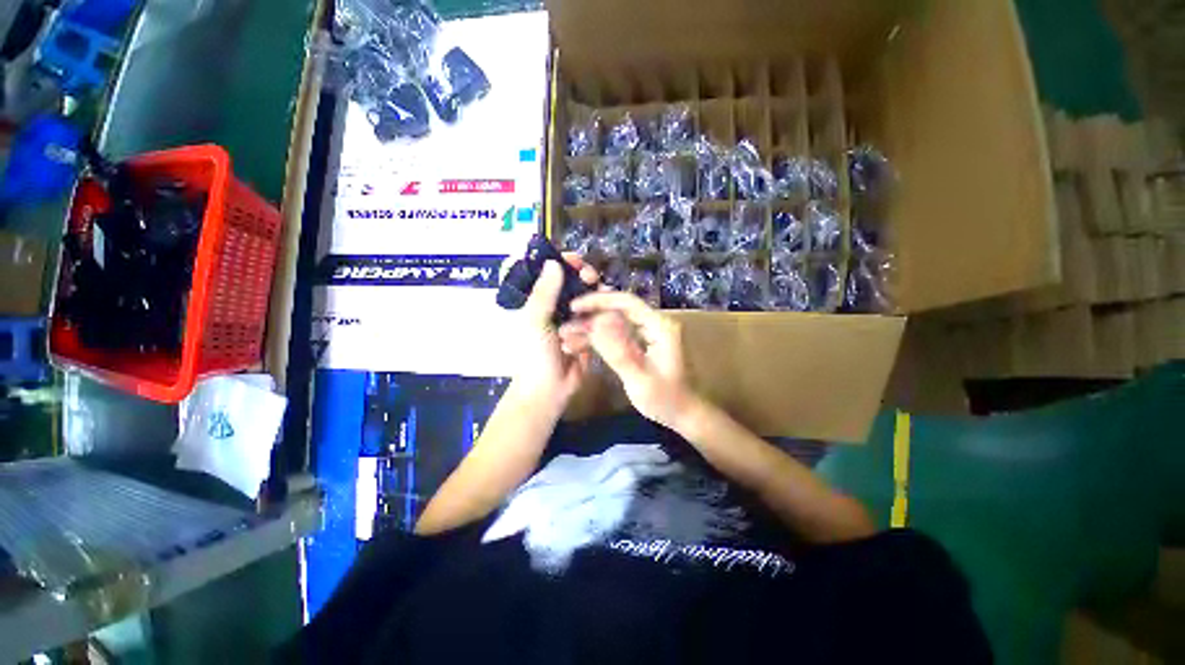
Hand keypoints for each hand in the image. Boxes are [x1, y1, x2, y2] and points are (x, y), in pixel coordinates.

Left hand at [510, 253, 600, 411]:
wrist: (548, 390)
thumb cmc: (535, 354)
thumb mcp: (535, 321)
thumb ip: (544, 292)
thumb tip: (553, 261)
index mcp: (541, 301)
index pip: (553, 274)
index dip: (564, 264)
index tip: (577, 261)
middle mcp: (559, 307)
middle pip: (575, 283)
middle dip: (584, 277)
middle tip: (591, 278)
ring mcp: (576, 320)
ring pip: (590, 299)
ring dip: (596, 294)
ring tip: (602, 293)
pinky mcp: (590, 333)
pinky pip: (598, 317)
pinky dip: (602, 313)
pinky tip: (607, 312)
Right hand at [565, 291, 695, 428]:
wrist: (682, 414)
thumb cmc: (665, 400)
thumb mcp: (639, 379)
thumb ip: (618, 352)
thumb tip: (595, 324)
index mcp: (660, 327)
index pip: (627, 302)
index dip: (599, 301)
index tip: (574, 307)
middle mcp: (654, 324)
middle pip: (618, 309)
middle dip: (590, 315)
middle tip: (566, 324)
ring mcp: (648, 333)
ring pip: (614, 322)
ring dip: (591, 329)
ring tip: (567, 338)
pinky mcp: (641, 343)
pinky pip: (616, 335)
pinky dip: (598, 339)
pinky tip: (579, 346)